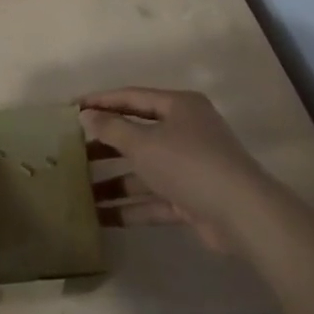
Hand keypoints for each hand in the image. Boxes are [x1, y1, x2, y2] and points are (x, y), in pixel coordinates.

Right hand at [80, 87, 268, 253]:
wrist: (243, 215)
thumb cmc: (189, 164)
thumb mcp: (144, 143)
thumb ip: (112, 129)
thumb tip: (87, 115)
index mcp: (178, 106)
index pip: (131, 97)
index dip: (100, 101)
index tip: (71, 108)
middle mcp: (185, 132)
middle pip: (137, 133)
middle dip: (104, 144)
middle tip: (71, 149)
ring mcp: (189, 167)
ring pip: (144, 169)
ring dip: (114, 180)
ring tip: (79, 188)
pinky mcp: (191, 199)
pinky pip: (154, 199)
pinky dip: (131, 206)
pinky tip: (101, 216)